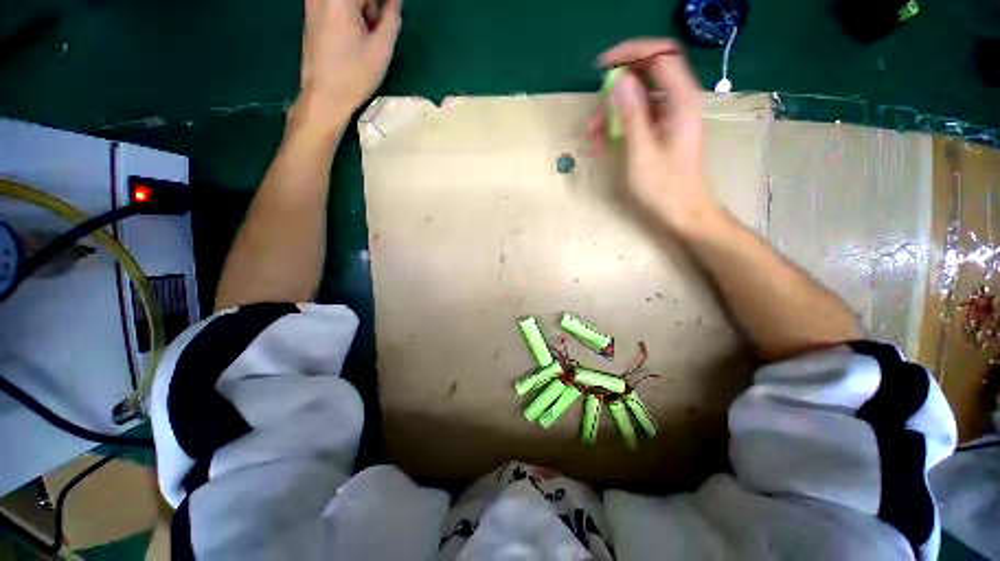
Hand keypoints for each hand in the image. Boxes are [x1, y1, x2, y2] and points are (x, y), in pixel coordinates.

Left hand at [295, 0, 401, 126]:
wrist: (324, 97)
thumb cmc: (355, 75)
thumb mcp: (381, 48)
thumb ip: (392, 16)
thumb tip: (395, 1)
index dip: (385, 4)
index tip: (393, 15)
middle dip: (373, 5)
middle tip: (380, 26)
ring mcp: (313, 3)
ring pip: (347, 0)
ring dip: (362, 9)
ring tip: (368, 33)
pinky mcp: (310, 15)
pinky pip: (335, 4)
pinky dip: (349, 13)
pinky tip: (354, 34)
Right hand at [589, 39, 718, 233]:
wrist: (683, 211)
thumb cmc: (664, 187)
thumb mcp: (642, 152)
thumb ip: (633, 115)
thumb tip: (619, 82)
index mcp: (681, 101)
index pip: (660, 56)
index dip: (631, 54)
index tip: (603, 67)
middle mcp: (678, 102)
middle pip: (643, 78)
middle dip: (613, 96)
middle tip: (593, 121)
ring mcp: (669, 116)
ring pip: (635, 100)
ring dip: (611, 115)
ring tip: (594, 140)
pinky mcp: (661, 130)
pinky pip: (636, 117)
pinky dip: (618, 126)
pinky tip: (603, 145)